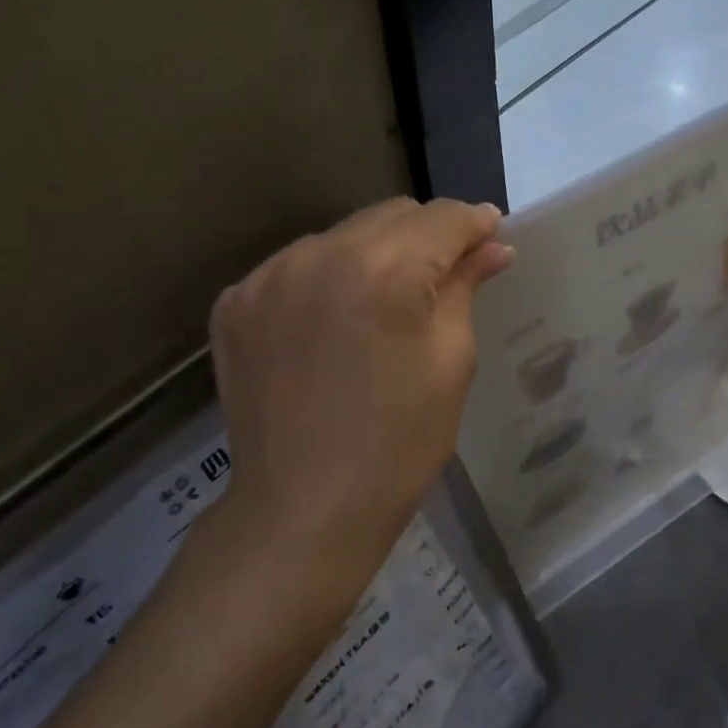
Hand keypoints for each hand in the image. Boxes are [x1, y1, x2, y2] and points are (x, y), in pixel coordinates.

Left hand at [206, 197, 514, 597]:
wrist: (302, 512)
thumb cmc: (398, 443)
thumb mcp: (450, 363)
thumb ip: (465, 287)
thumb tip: (492, 247)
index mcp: (383, 270)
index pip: (441, 217)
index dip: (474, 225)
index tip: (490, 240)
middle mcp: (318, 254)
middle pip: (390, 215)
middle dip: (426, 237)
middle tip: (444, 278)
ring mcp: (267, 277)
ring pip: (341, 236)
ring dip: (373, 256)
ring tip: (383, 307)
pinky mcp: (235, 303)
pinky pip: (296, 267)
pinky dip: (324, 281)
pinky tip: (332, 325)